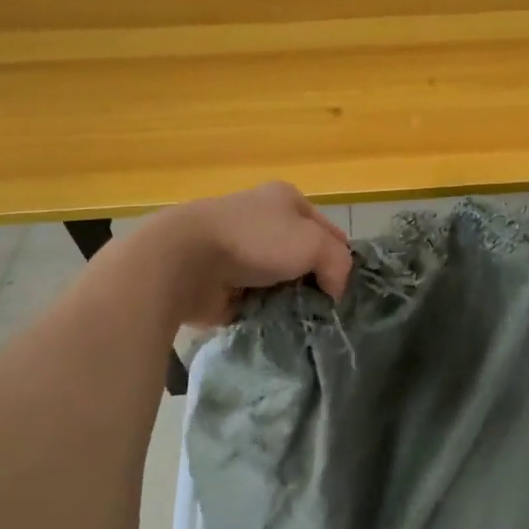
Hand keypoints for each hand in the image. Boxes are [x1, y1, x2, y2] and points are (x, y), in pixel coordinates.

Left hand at [127, 182, 353, 325]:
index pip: (328, 230)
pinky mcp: (222, 283)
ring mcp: (240, 253)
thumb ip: (338, 264)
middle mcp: (264, 222)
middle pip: (303, 258)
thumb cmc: (255, 240)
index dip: (339, 258)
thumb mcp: (314, 243)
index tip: (343, 290)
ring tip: (302, 324)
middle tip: (325, 311)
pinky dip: (265, 314)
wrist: (185, 261)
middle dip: (313, 284)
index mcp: (286, 200)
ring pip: (280, 282)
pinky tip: (276, 328)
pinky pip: (255, 302)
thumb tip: (334, 290)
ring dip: (289, 301)